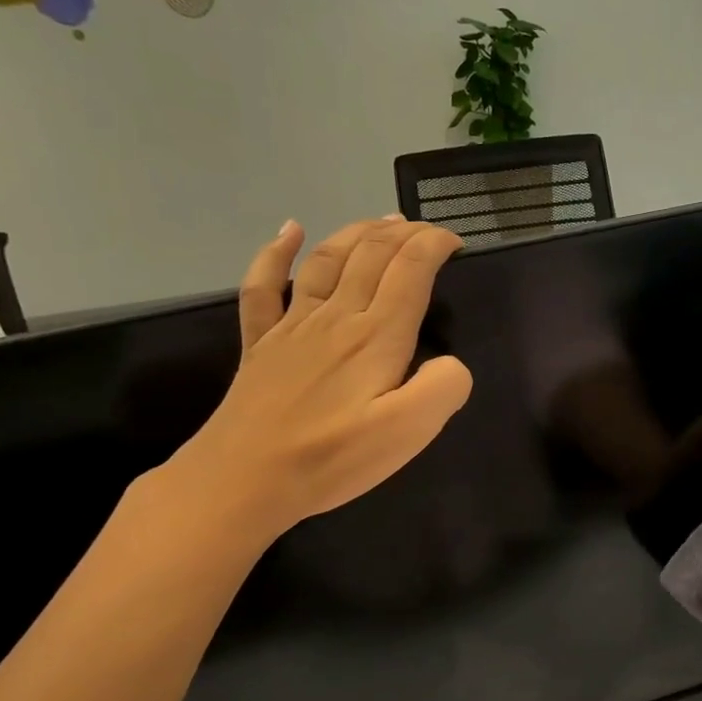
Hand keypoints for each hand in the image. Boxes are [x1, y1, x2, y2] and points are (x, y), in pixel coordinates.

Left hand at [166, 217, 472, 540]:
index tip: (456, 242)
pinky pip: (263, 286)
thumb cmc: (333, 457)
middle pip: (371, 255)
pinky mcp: (261, 344)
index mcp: (376, 336)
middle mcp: (336, 317)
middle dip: (403, 233)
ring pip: (326, 260)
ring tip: (380, 221)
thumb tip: (451, 363)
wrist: (246, 479)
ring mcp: (293, 326)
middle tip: (426, 230)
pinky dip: (275, 252)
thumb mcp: (409, 431)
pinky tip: (288, 231)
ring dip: (356, 233)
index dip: (434, 245)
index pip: (410, 270)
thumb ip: (443, 388)